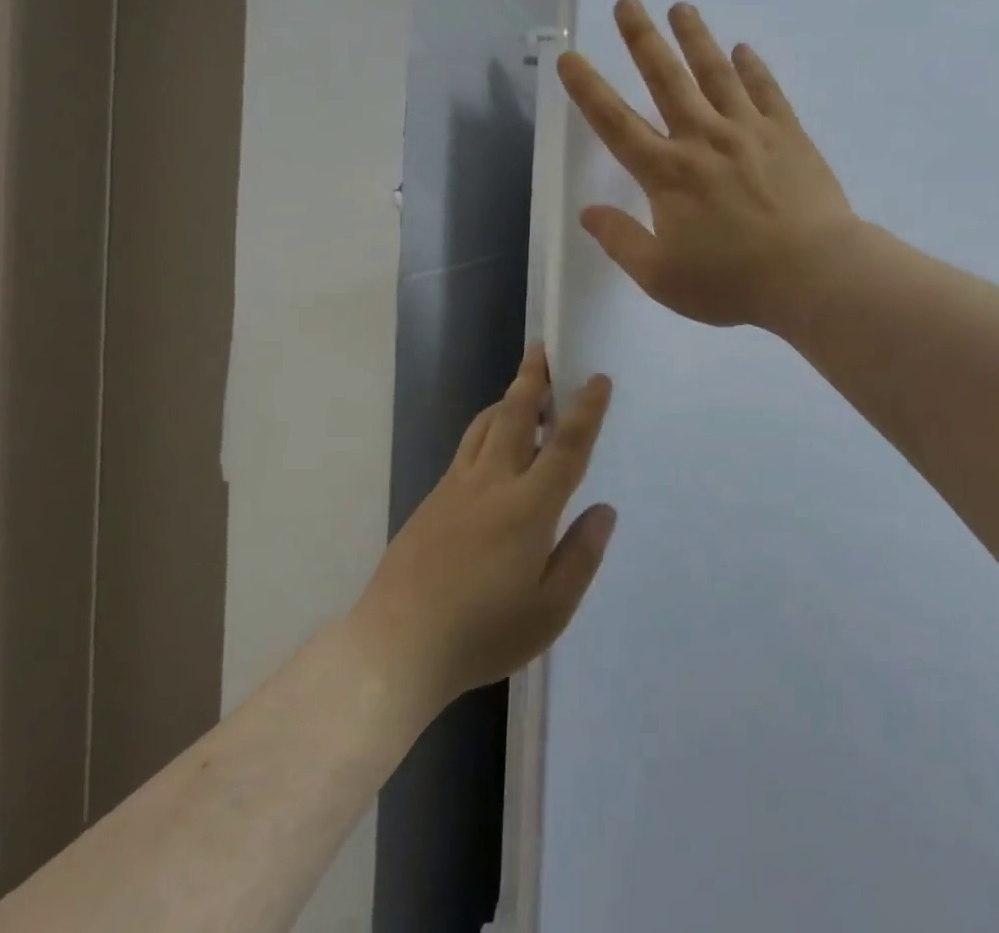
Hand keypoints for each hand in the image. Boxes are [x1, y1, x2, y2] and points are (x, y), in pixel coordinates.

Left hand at [349, 345, 616, 713]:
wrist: (394, 648)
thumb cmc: (482, 634)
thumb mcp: (550, 610)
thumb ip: (581, 555)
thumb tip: (604, 511)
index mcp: (528, 507)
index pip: (565, 445)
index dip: (586, 409)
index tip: (598, 379)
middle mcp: (492, 484)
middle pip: (516, 415)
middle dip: (533, 379)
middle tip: (543, 350)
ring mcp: (456, 488)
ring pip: (485, 426)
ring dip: (508, 400)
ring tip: (525, 391)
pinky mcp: (431, 500)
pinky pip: (467, 449)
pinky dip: (487, 430)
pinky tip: (494, 448)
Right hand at [556, 0, 857, 329]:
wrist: (813, 274)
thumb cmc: (733, 282)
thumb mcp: (662, 278)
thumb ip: (621, 242)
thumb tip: (588, 213)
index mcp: (667, 173)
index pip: (616, 123)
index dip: (588, 89)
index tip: (570, 57)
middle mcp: (703, 138)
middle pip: (666, 79)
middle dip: (642, 39)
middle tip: (627, 3)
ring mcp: (748, 130)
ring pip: (716, 72)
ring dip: (695, 38)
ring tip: (681, 8)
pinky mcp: (787, 133)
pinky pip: (765, 90)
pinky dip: (752, 67)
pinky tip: (743, 49)